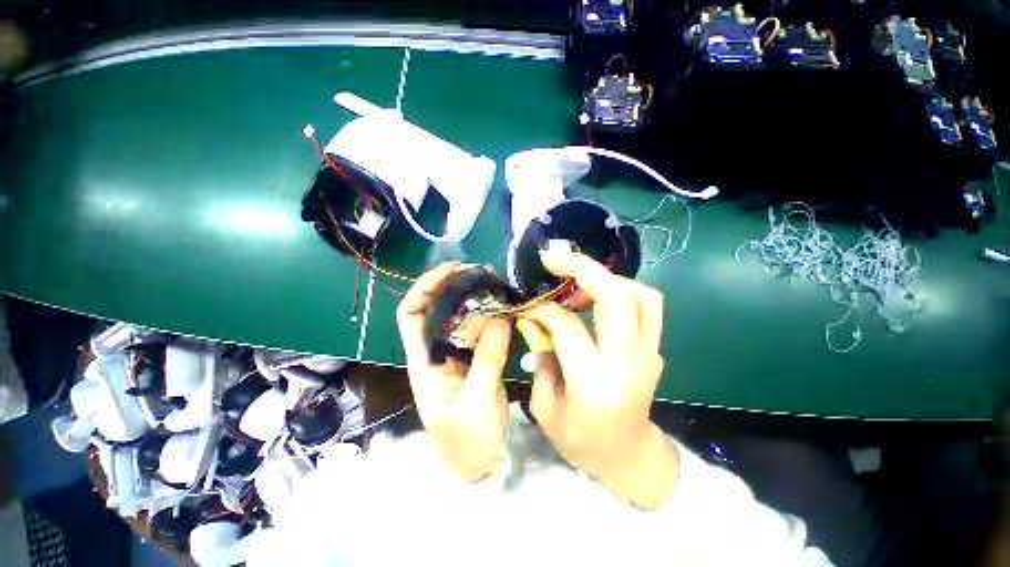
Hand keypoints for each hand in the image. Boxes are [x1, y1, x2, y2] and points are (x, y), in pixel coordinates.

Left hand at [396, 262, 511, 480]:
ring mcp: (458, 353)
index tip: (450, 270)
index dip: (424, 288)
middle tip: (483, 274)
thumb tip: (500, 320)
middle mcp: (438, 350)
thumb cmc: (465, 442)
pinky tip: (506, 309)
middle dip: (456, 286)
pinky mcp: (475, 358)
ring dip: (477, 299)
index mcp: (425, 360)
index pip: (411, 314)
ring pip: (462, 317)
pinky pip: (481, 330)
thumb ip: (486, 363)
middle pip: (438, 308)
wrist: (475, 463)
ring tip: (498, 287)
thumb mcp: (474, 405)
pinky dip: (492, 316)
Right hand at [521, 246, 677, 509]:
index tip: (528, 304)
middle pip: (616, 297)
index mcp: (595, 384)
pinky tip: (597, 298)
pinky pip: (646, 305)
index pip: (568, 326)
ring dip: (605, 278)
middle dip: (582, 268)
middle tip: (554, 259)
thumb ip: (541, 357)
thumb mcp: (545, 407)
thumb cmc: (581, 441)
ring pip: (639, 294)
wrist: (628, 456)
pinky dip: (621, 290)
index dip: (543, 308)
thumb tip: (538, 320)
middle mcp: (628, 363)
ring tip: (576, 282)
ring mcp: (649, 354)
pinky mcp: (655, 349)